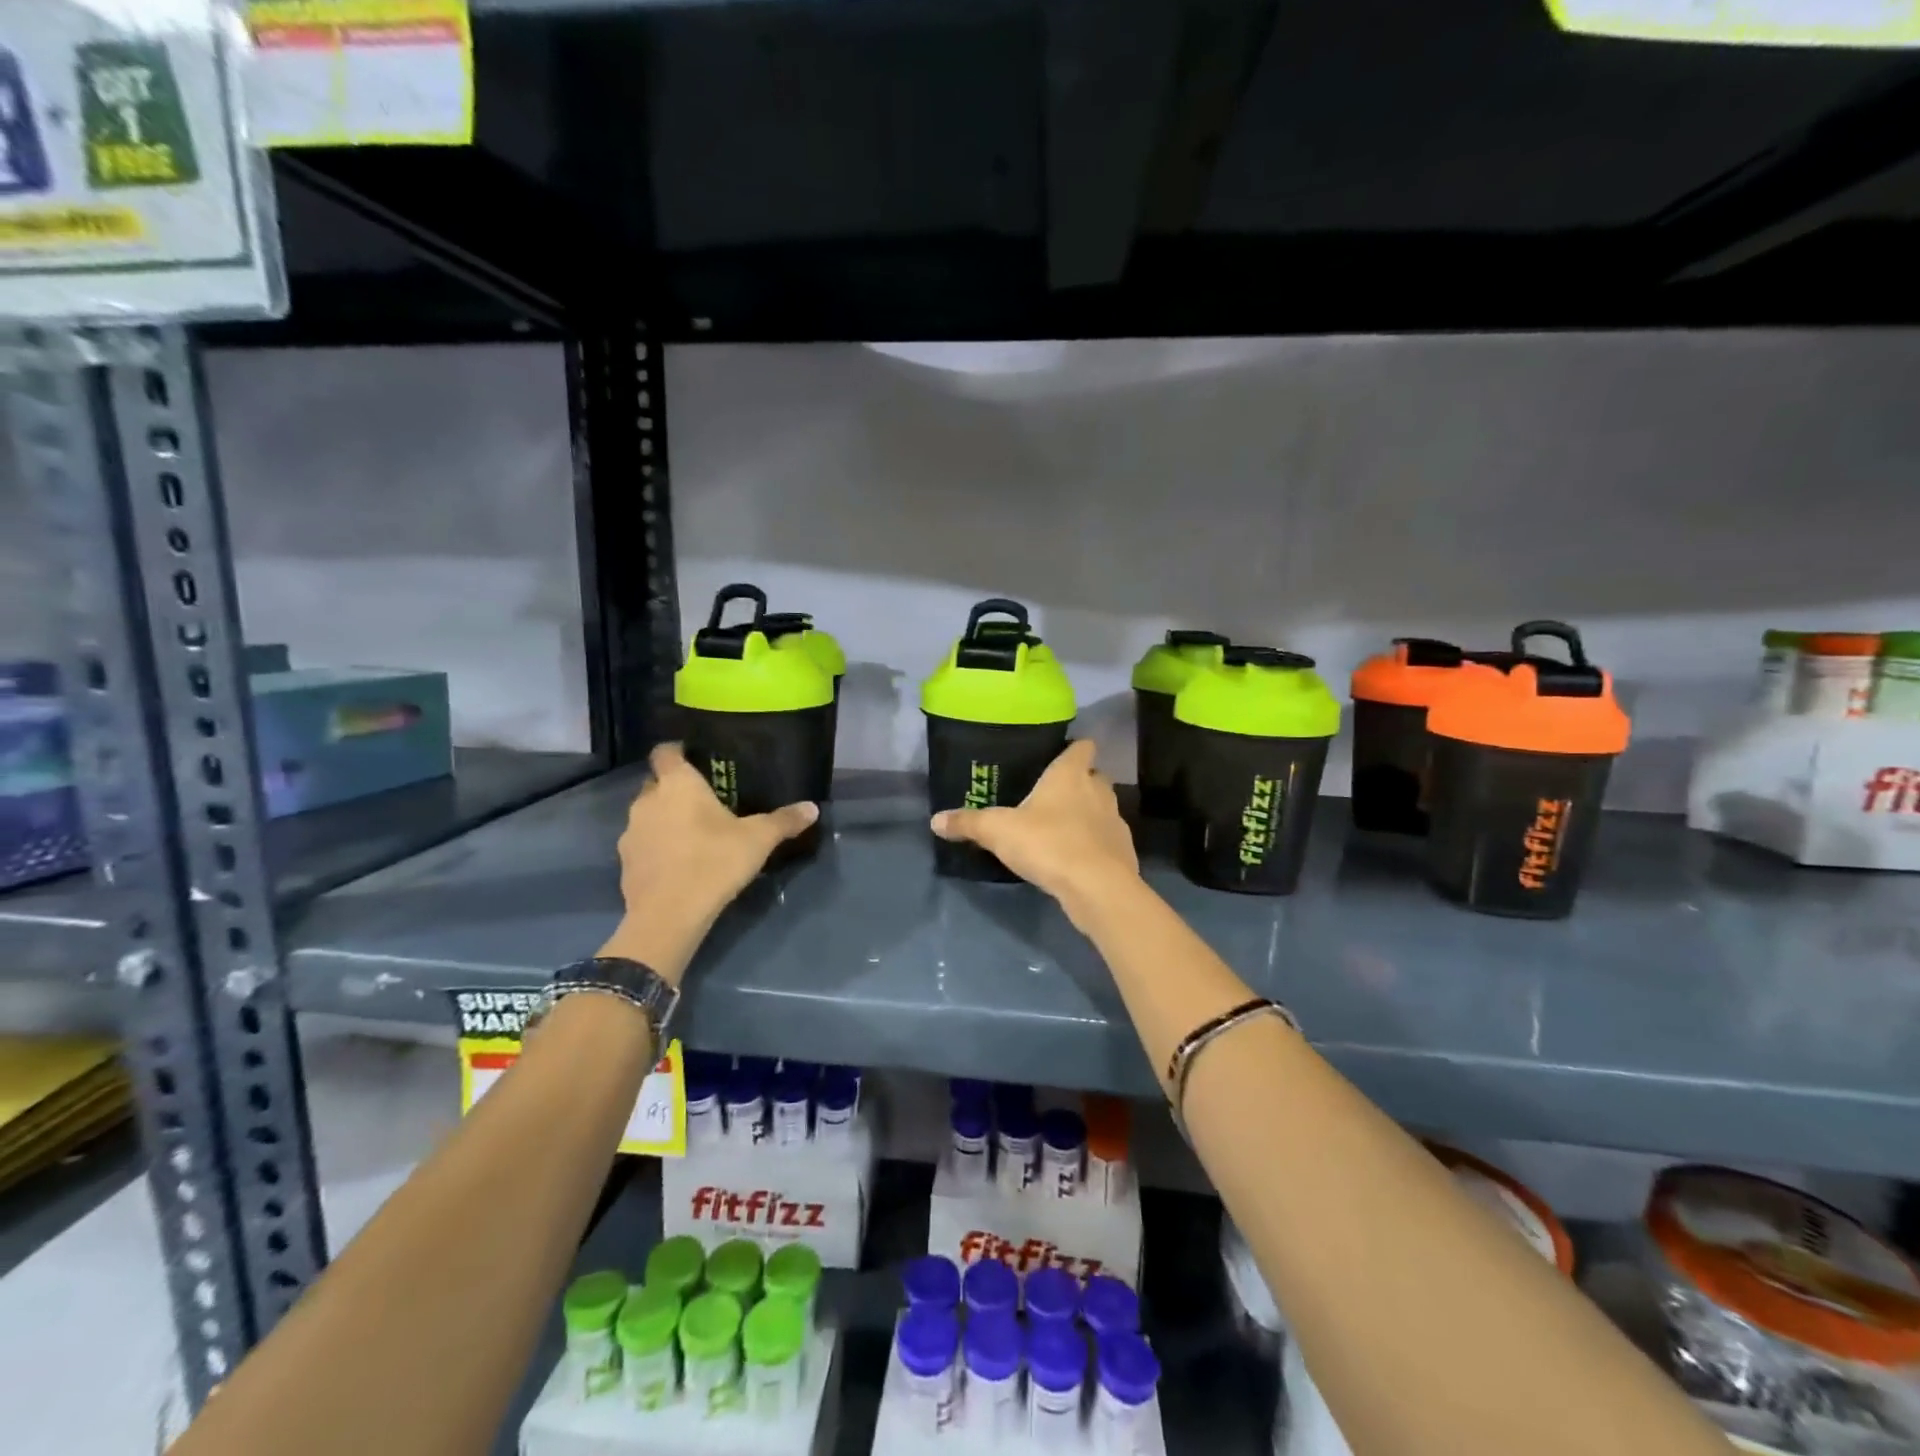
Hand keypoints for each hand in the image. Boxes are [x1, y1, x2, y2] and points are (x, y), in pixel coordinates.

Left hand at [598, 743, 817, 982]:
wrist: (669, 915)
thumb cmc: (714, 862)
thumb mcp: (759, 840)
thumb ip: (784, 820)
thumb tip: (812, 808)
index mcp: (677, 784)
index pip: (665, 751)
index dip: (677, 750)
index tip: (695, 757)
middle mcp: (647, 801)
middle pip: (656, 783)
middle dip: (674, 788)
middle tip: (703, 800)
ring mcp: (631, 832)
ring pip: (648, 815)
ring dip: (664, 819)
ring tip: (692, 834)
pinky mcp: (625, 862)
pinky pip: (643, 844)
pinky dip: (657, 847)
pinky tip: (678, 863)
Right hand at [930, 739, 1140, 926]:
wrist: (1096, 887)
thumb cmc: (1047, 843)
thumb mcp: (997, 831)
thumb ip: (967, 823)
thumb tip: (935, 820)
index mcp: (1071, 774)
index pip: (1083, 746)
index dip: (1073, 749)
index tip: (1058, 756)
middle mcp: (1098, 791)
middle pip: (1095, 776)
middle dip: (1080, 783)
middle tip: (1053, 795)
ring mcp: (1115, 821)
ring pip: (1103, 808)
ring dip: (1088, 814)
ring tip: (1062, 829)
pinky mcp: (1124, 851)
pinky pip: (1108, 840)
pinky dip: (1096, 844)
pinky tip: (1076, 859)